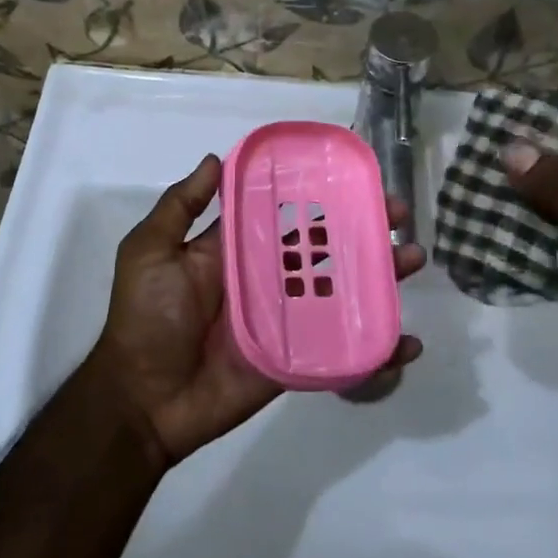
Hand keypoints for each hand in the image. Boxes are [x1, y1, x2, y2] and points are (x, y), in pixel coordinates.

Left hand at [87, 154, 425, 466]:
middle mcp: (266, 277)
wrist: (144, 399)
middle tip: (399, 213)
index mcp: (235, 249)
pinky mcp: (298, 359)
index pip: (283, 212)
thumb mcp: (149, 250)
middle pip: (323, 247)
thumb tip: (216, 158)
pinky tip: (408, 339)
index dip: (316, 193)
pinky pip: (342, 349)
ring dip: (379, 275)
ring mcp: (286, 319)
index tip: (352, 175)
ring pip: (341, 290)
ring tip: (413, 257)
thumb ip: (180, 207)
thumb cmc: (145, 318)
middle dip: (361, 227)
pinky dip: (377, 347)